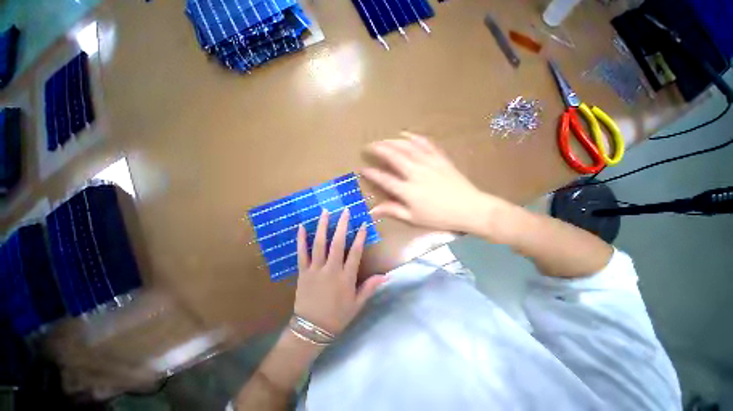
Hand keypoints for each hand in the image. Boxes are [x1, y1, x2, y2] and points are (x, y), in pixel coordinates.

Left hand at [294, 208, 386, 335]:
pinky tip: (302, 227)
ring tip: (325, 212)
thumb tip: (386, 276)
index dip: (360, 237)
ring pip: (319, 244)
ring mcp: (315, 270)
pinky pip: (301, 254)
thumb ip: (369, 288)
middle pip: (337, 244)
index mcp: (347, 278)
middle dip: (342, 225)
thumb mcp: (357, 304)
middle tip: (345, 210)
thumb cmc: (338, 317)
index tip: (363, 224)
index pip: (355, 253)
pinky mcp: (303, 273)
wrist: (313, 327)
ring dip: (322, 227)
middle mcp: (331, 270)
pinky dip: (301, 240)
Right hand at [362, 132, 509, 233]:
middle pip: (393, 156)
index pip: (385, 179)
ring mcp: (429, 163)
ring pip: (407, 147)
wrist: (469, 208)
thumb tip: (373, 210)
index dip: (372, 173)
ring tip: (383, 140)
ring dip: (392, 141)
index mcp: (408, 190)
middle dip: (379, 149)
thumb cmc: (441, 217)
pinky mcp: (440, 158)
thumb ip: (393, 211)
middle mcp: (416, 172)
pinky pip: (425, 143)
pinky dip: (414, 137)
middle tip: (369, 146)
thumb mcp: (415, 218)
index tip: (362, 168)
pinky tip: (405, 134)